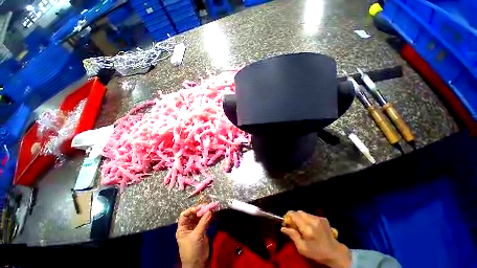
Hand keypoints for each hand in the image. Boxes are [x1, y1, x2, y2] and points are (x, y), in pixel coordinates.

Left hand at [176, 206, 211, 267]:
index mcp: (182, 228)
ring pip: (200, 217)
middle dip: (200, 210)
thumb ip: (203, 222)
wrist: (198, 263)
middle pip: (194, 215)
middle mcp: (188, 226)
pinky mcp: (202, 231)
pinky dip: (209, 217)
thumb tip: (209, 211)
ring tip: (212, 207)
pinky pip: (205, 221)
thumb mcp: (196, 236)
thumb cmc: (192, 250)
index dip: (191, 210)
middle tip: (208, 205)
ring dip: (206, 212)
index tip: (200, 208)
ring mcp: (196, 228)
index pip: (185, 215)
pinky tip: (213, 214)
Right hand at [281, 211, 350, 267]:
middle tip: (293, 224)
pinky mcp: (323, 218)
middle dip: (294, 216)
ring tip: (302, 226)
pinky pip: (311, 215)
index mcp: (307, 229)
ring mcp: (319, 218)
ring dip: (301, 217)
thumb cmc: (317, 253)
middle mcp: (313, 221)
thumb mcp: (302, 248)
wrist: (335, 253)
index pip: (294, 215)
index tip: (286, 220)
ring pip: (305, 213)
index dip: (288, 216)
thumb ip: (292, 236)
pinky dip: (308, 218)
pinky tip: (310, 226)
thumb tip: (283, 228)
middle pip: (299, 212)